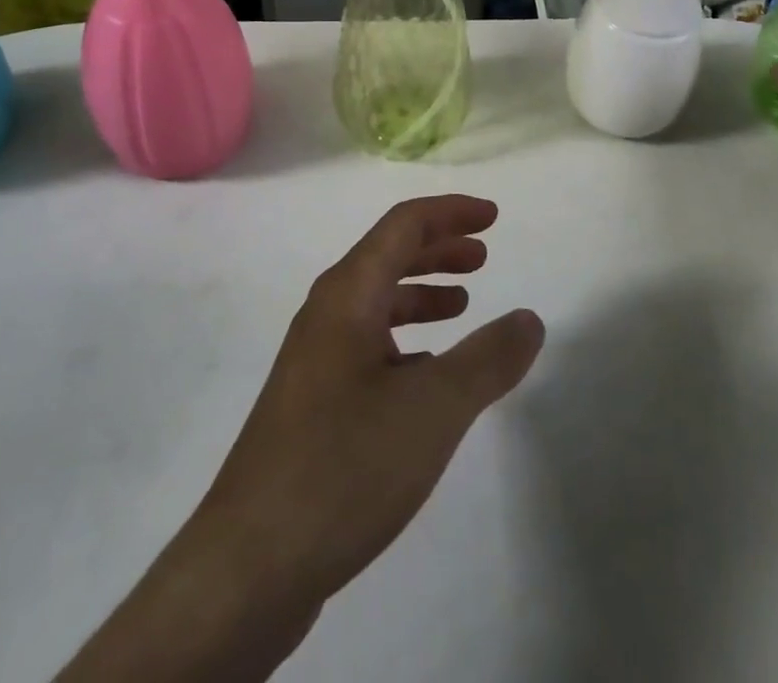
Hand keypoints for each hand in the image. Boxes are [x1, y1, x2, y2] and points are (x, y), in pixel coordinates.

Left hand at [203, 194, 544, 605]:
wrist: (248, 565)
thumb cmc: (345, 464)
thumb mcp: (434, 408)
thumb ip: (488, 359)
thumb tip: (529, 319)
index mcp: (348, 295)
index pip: (403, 225)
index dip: (451, 213)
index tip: (493, 217)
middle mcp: (326, 315)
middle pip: (387, 257)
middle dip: (438, 249)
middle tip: (483, 256)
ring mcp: (313, 360)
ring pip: (376, 303)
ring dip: (421, 293)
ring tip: (462, 305)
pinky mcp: (311, 404)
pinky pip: (367, 345)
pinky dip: (404, 340)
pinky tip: (426, 372)